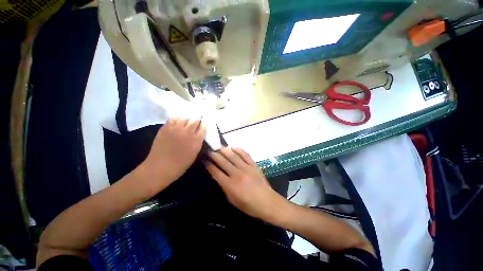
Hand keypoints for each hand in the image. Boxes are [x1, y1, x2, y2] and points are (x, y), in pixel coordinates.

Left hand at [138, 117, 205, 193]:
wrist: (161, 167)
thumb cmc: (180, 164)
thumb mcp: (195, 153)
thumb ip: (198, 142)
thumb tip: (198, 134)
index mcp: (196, 140)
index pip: (203, 127)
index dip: (204, 123)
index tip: (204, 122)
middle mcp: (187, 132)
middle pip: (195, 120)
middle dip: (197, 119)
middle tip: (197, 119)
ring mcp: (176, 129)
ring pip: (184, 117)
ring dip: (188, 118)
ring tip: (187, 120)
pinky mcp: (165, 128)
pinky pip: (173, 118)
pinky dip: (177, 118)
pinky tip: (178, 121)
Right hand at [205, 147, 286, 220]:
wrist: (267, 202)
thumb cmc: (248, 205)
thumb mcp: (232, 200)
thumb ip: (224, 187)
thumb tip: (218, 177)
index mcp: (230, 185)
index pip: (216, 173)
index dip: (210, 166)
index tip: (205, 161)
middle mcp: (237, 174)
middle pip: (223, 162)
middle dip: (215, 156)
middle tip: (210, 151)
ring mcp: (246, 168)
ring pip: (233, 157)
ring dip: (225, 151)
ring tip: (220, 148)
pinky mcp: (254, 165)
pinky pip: (245, 155)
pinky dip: (239, 150)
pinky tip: (234, 147)